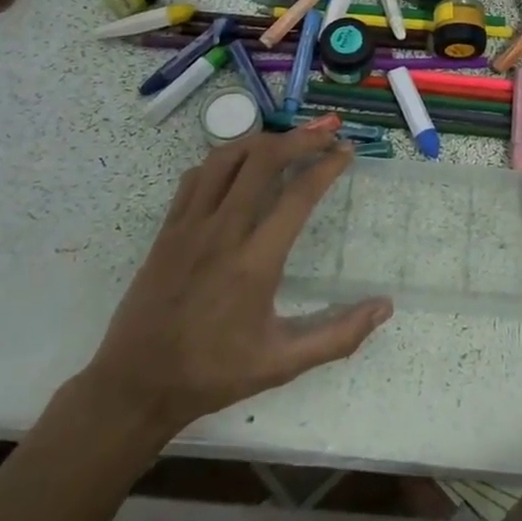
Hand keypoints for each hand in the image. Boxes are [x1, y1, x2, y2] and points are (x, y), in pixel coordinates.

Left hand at [79, 116, 391, 440]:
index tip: (347, 151)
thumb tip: (385, 307)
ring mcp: (190, 226)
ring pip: (226, 158)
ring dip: (261, 141)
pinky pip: (197, 175)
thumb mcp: (283, 363)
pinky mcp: (168, 228)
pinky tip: (239, 167)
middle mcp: (223, 232)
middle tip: (325, 135)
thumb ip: (338, 336)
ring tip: (287, 141)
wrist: (136, 385)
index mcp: (255, 262)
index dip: (327, 166)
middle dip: (300, 138)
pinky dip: (224, 159)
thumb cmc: (215, 372)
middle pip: (262, 159)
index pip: (298, 195)